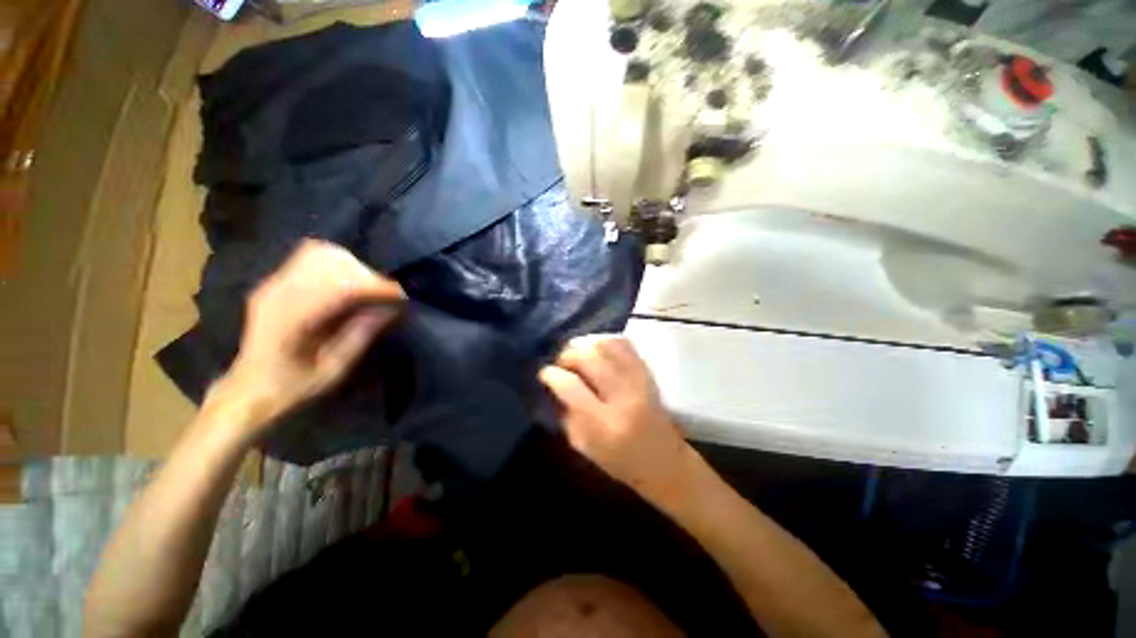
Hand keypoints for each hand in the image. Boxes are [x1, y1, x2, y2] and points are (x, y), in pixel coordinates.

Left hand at [212, 240, 403, 434]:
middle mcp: (277, 292)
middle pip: (330, 262)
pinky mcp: (277, 280)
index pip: (337, 286)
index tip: (400, 296)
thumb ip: (360, 336)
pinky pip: (313, 256)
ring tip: (369, 288)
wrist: (250, 386)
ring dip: (354, 267)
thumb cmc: (293, 385)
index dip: (374, 287)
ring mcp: (274, 283)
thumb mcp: (334, 370)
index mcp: (288, 319)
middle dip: (366, 275)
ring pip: (322, 254)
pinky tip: (350, 282)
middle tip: (385, 295)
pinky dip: (340, 263)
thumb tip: (391, 308)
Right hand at [539, 335, 690, 498]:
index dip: (552, 375)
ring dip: (585, 345)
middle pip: (589, 358)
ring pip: (607, 345)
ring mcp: (639, 381)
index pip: (571, 387)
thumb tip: (552, 385)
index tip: (544, 373)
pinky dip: (605, 341)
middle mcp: (623, 397)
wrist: (665, 461)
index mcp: (604, 425)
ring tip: (577, 354)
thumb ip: (566, 414)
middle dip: (567, 355)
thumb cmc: (620, 462)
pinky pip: (624, 344)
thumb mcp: (584, 447)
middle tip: (561, 363)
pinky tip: (596, 349)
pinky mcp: (648, 373)